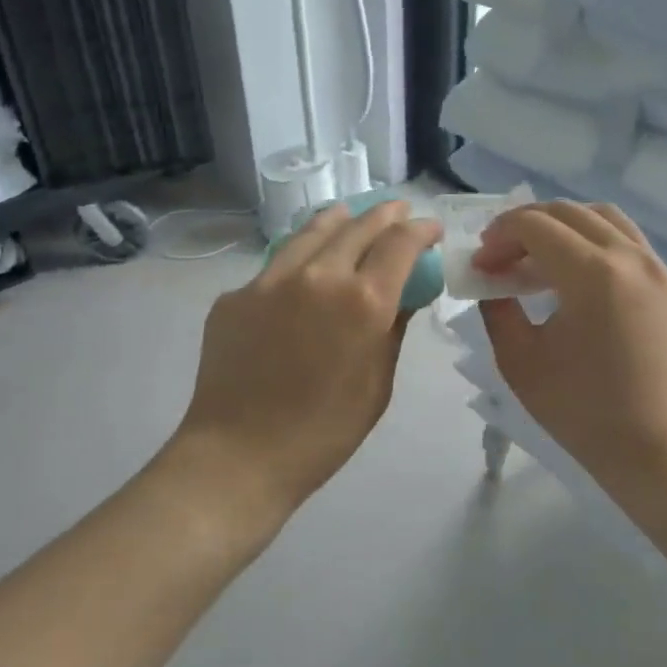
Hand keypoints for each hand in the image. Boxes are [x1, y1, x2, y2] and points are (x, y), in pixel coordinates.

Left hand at [170, 200, 439, 525]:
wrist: (239, 454)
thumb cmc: (324, 431)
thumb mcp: (378, 383)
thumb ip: (394, 329)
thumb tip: (405, 295)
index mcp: (363, 300)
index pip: (400, 243)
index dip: (420, 229)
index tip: (430, 227)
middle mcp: (320, 275)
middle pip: (358, 226)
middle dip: (385, 214)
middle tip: (398, 211)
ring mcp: (271, 279)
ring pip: (312, 231)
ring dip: (340, 219)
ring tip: (349, 214)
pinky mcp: (236, 294)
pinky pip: (276, 265)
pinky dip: (300, 258)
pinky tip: (303, 270)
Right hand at [474, 202, 666, 487]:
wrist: (658, 449)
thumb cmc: (582, 411)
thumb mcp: (519, 361)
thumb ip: (496, 309)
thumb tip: (491, 281)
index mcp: (593, 274)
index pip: (534, 226)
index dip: (498, 236)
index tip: (480, 263)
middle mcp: (629, 257)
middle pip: (566, 212)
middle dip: (523, 225)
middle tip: (499, 256)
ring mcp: (655, 266)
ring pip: (600, 215)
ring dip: (560, 223)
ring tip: (535, 254)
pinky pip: (625, 236)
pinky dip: (592, 236)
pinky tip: (572, 268)